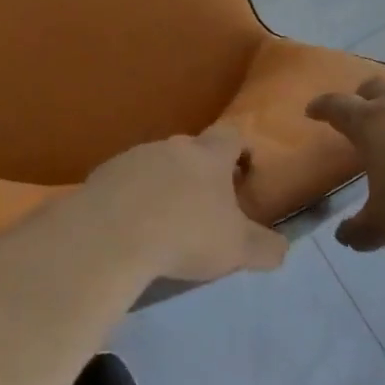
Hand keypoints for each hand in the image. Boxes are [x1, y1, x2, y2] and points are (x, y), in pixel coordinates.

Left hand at [73, 125, 288, 282]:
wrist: (112, 235)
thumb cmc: (186, 234)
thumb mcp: (237, 249)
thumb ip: (265, 247)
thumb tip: (282, 248)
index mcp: (209, 155)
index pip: (231, 135)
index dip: (239, 149)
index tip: (242, 170)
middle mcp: (173, 146)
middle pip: (191, 149)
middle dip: (199, 171)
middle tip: (203, 204)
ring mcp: (134, 157)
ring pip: (156, 164)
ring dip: (162, 184)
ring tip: (162, 220)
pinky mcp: (102, 175)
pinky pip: (124, 182)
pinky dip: (130, 198)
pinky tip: (129, 227)